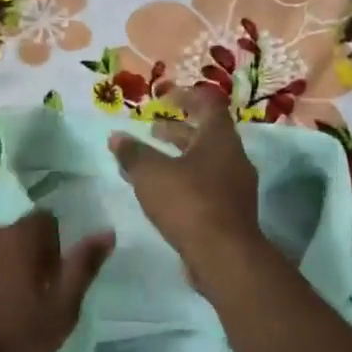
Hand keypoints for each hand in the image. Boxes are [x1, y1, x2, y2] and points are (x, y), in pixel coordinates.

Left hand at [0, 213, 114, 351]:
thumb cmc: (11, 343)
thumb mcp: (61, 312)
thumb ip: (82, 267)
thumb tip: (106, 232)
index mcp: (17, 238)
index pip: (43, 221)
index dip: (50, 248)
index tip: (47, 279)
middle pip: (6, 236)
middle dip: (14, 258)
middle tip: (17, 299)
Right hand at [109, 88, 263, 278]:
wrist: (224, 255)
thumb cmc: (188, 203)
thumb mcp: (151, 173)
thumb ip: (133, 153)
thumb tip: (116, 136)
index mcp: (219, 139)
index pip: (208, 104)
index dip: (186, 96)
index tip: (164, 98)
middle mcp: (233, 158)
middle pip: (206, 135)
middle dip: (176, 131)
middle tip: (151, 130)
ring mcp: (235, 187)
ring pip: (204, 162)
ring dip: (178, 158)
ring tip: (149, 163)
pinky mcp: (231, 212)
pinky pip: (205, 186)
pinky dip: (183, 182)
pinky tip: (161, 194)